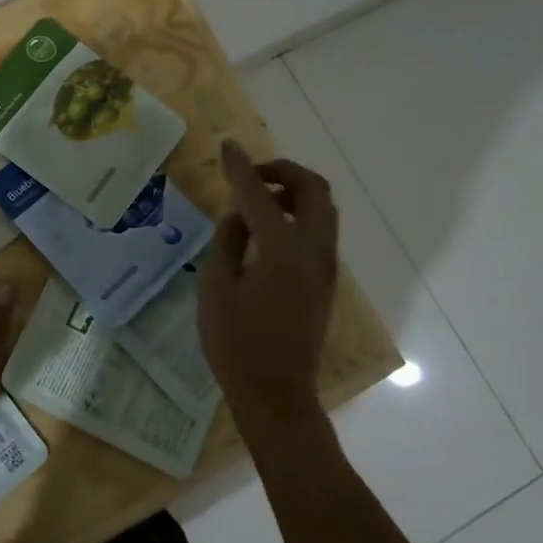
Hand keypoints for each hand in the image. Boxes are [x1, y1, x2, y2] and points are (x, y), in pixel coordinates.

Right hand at [199, 140, 339, 444]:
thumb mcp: (216, 289)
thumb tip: (238, 214)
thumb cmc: (237, 345)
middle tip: (252, 177)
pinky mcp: (327, 283)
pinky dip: (299, 215)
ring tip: (257, 202)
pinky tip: (267, 232)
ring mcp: (326, 267)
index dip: (241, 168)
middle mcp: (313, 251)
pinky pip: (320, 231)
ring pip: (323, 210)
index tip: (227, 147)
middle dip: (284, 172)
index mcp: (282, 250)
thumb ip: (227, 242)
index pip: (260, 195)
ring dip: (294, 193)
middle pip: (314, 190)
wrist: (277, 396)